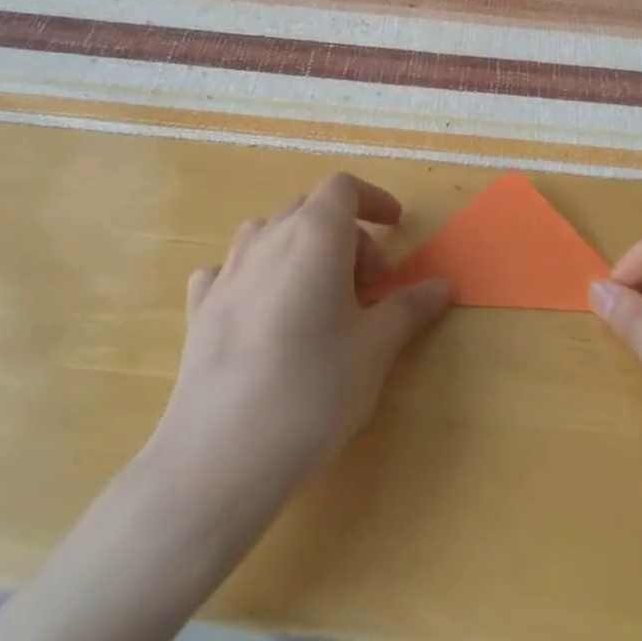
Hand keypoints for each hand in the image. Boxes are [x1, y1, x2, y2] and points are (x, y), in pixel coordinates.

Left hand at [143, 174, 451, 513]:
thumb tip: (442, 286)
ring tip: (319, 299)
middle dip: (347, 236)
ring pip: (268, 235)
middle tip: (369, 288)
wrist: (223, 452)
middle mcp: (266, 240)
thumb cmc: (315, 388)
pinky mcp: (198, 308)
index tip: (397, 226)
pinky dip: (256, 277)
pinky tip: (264, 314)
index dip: (374, 200)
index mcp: (315, 235)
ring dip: (301, 251)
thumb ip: (410, 307)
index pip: (344, 188)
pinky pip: (230, 271)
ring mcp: (226, 272)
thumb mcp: (376, 347)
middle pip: (310, 210)